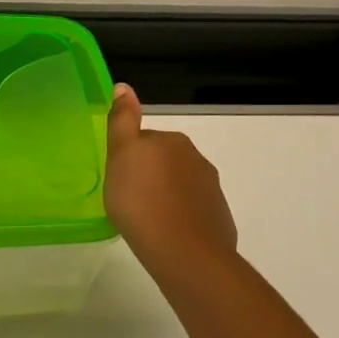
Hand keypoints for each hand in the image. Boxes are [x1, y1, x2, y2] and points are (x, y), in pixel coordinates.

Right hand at [104, 83, 237, 274]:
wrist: (183, 251)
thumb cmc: (141, 201)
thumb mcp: (121, 155)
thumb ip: (123, 121)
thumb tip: (124, 86)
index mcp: (172, 141)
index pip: (145, 140)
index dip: (130, 158)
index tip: (119, 178)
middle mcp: (196, 159)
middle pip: (164, 162)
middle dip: (149, 175)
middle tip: (128, 200)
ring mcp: (211, 190)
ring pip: (180, 186)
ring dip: (165, 196)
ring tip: (146, 219)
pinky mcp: (218, 218)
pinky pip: (193, 211)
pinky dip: (180, 217)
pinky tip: (166, 234)